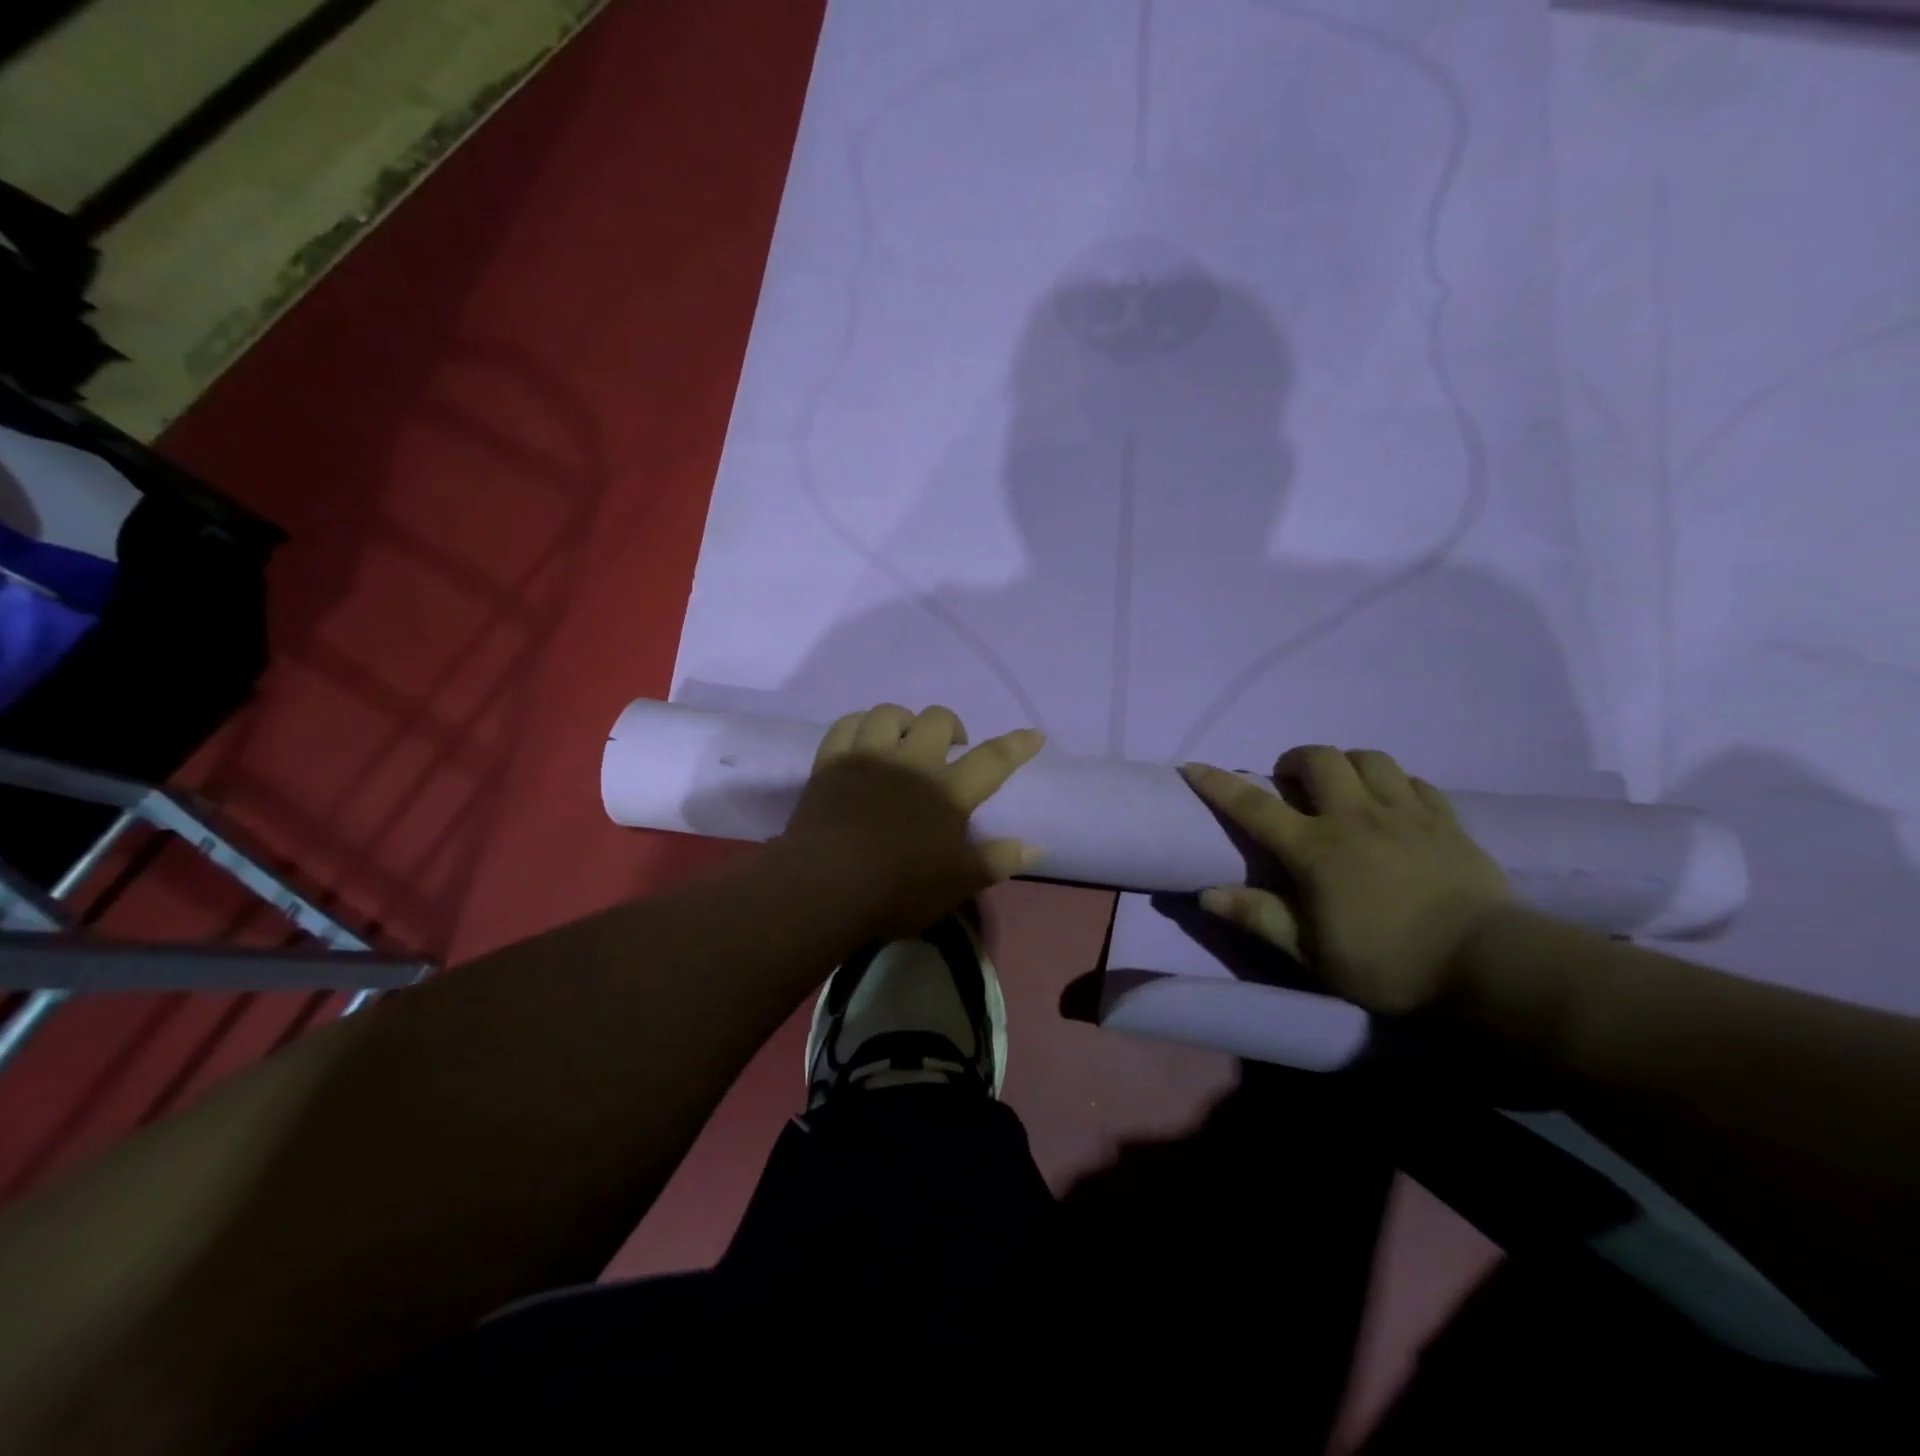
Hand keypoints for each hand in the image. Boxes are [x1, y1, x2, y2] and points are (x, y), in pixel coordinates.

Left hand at [784, 704, 1045, 939]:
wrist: (825, 887)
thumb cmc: (897, 891)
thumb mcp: (956, 884)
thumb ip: (996, 860)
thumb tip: (1036, 847)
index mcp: (947, 793)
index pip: (993, 760)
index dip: (1017, 745)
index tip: (1034, 734)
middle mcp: (912, 764)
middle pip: (938, 721)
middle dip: (952, 726)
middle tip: (952, 748)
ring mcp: (869, 758)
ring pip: (890, 713)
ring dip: (904, 720)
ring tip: (906, 738)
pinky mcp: (831, 762)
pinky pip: (847, 725)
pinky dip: (860, 724)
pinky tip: (865, 737)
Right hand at [1180, 747, 1513, 1015]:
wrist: (1489, 967)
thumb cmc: (1388, 965)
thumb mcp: (1312, 953)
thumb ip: (1259, 916)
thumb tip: (1206, 893)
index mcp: (1316, 849)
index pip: (1254, 807)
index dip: (1219, 784)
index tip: (1193, 766)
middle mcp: (1356, 817)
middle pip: (1319, 760)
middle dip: (1295, 761)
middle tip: (1290, 785)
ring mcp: (1406, 813)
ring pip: (1370, 758)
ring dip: (1346, 764)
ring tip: (1342, 788)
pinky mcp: (1447, 820)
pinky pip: (1415, 781)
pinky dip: (1394, 783)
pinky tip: (1392, 804)